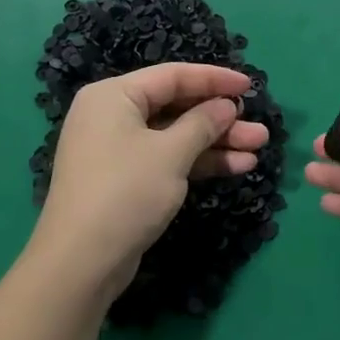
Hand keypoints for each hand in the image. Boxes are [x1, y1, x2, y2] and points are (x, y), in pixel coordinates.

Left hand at [32, 63, 271, 299]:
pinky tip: (237, 166)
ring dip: (217, 142)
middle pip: (176, 107)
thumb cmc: (125, 192)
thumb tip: (226, 106)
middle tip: (258, 128)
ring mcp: (118, 149)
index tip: (250, 86)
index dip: (214, 79)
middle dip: (220, 118)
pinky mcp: (126, 179)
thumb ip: (203, 123)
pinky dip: (199, 161)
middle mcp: (113, 115)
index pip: (172, 76)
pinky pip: (168, 159)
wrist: (80, 264)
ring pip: (176, 136)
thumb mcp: (171, 153)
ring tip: (258, 148)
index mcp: (113, 96)